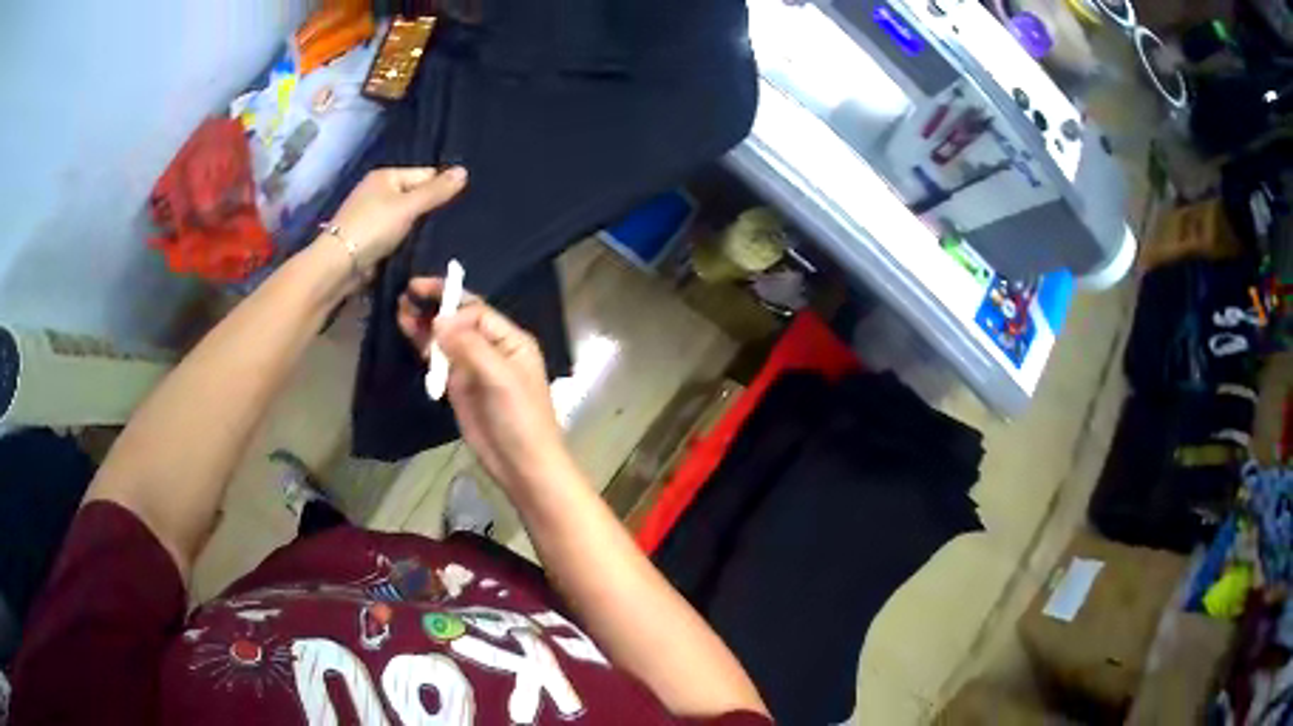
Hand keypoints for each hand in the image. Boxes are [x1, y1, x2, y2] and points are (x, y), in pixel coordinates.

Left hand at [329, 167, 467, 273]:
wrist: (339, 265)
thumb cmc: (372, 228)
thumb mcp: (408, 207)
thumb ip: (436, 191)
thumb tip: (465, 171)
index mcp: (386, 176)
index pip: (425, 174)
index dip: (441, 188)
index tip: (458, 206)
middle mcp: (378, 191)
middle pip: (416, 195)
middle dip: (431, 209)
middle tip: (451, 224)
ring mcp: (373, 215)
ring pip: (407, 217)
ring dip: (420, 227)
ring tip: (440, 237)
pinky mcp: (371, 237)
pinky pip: (397, 233)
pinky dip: (407, 240)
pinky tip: (420, 248)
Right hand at [396, 278, 572, 492]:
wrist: (522, 465)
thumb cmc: (520, 418)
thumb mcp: (500, 379)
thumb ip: (470, 347)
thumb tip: (439, 320)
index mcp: (510, 340)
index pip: (476, 311)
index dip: (451, 305)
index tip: (425, 304)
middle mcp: (492, 348)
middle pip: (459, 319)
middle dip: (435, 305)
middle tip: (406, 293)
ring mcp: (473, 368)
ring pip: (446, 338)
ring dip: (425, 323)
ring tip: (399, 308)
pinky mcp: (459, 387)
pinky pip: (439, 360)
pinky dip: (424, 346)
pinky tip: (408, 332)